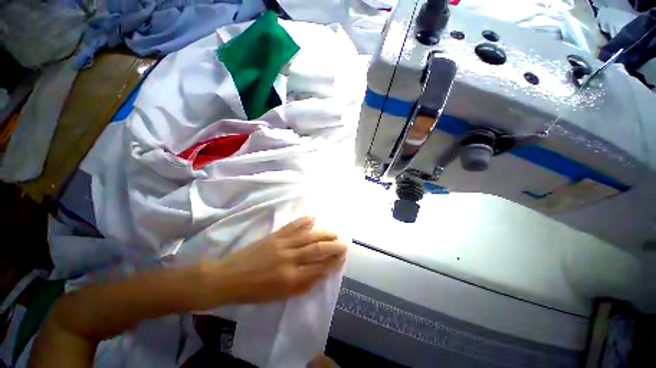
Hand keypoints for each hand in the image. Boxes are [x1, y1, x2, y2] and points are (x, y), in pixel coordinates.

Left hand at [203, 216, 346, 304]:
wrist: (230, 276)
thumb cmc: (255, 291)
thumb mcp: (281, 295)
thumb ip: (303, 284)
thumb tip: (321, 273)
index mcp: (291, 277)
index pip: (319, 267)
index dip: (333, 262)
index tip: (342, 258)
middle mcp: (290, 258)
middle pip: (317, 249)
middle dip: (334, 246)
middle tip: (344, 244)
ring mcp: (282, 244)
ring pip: (309, 236)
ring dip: (324, 233)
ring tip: (334, 233)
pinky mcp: (275, 235)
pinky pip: (293, 226)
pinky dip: (304, 221)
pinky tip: (313, 218)